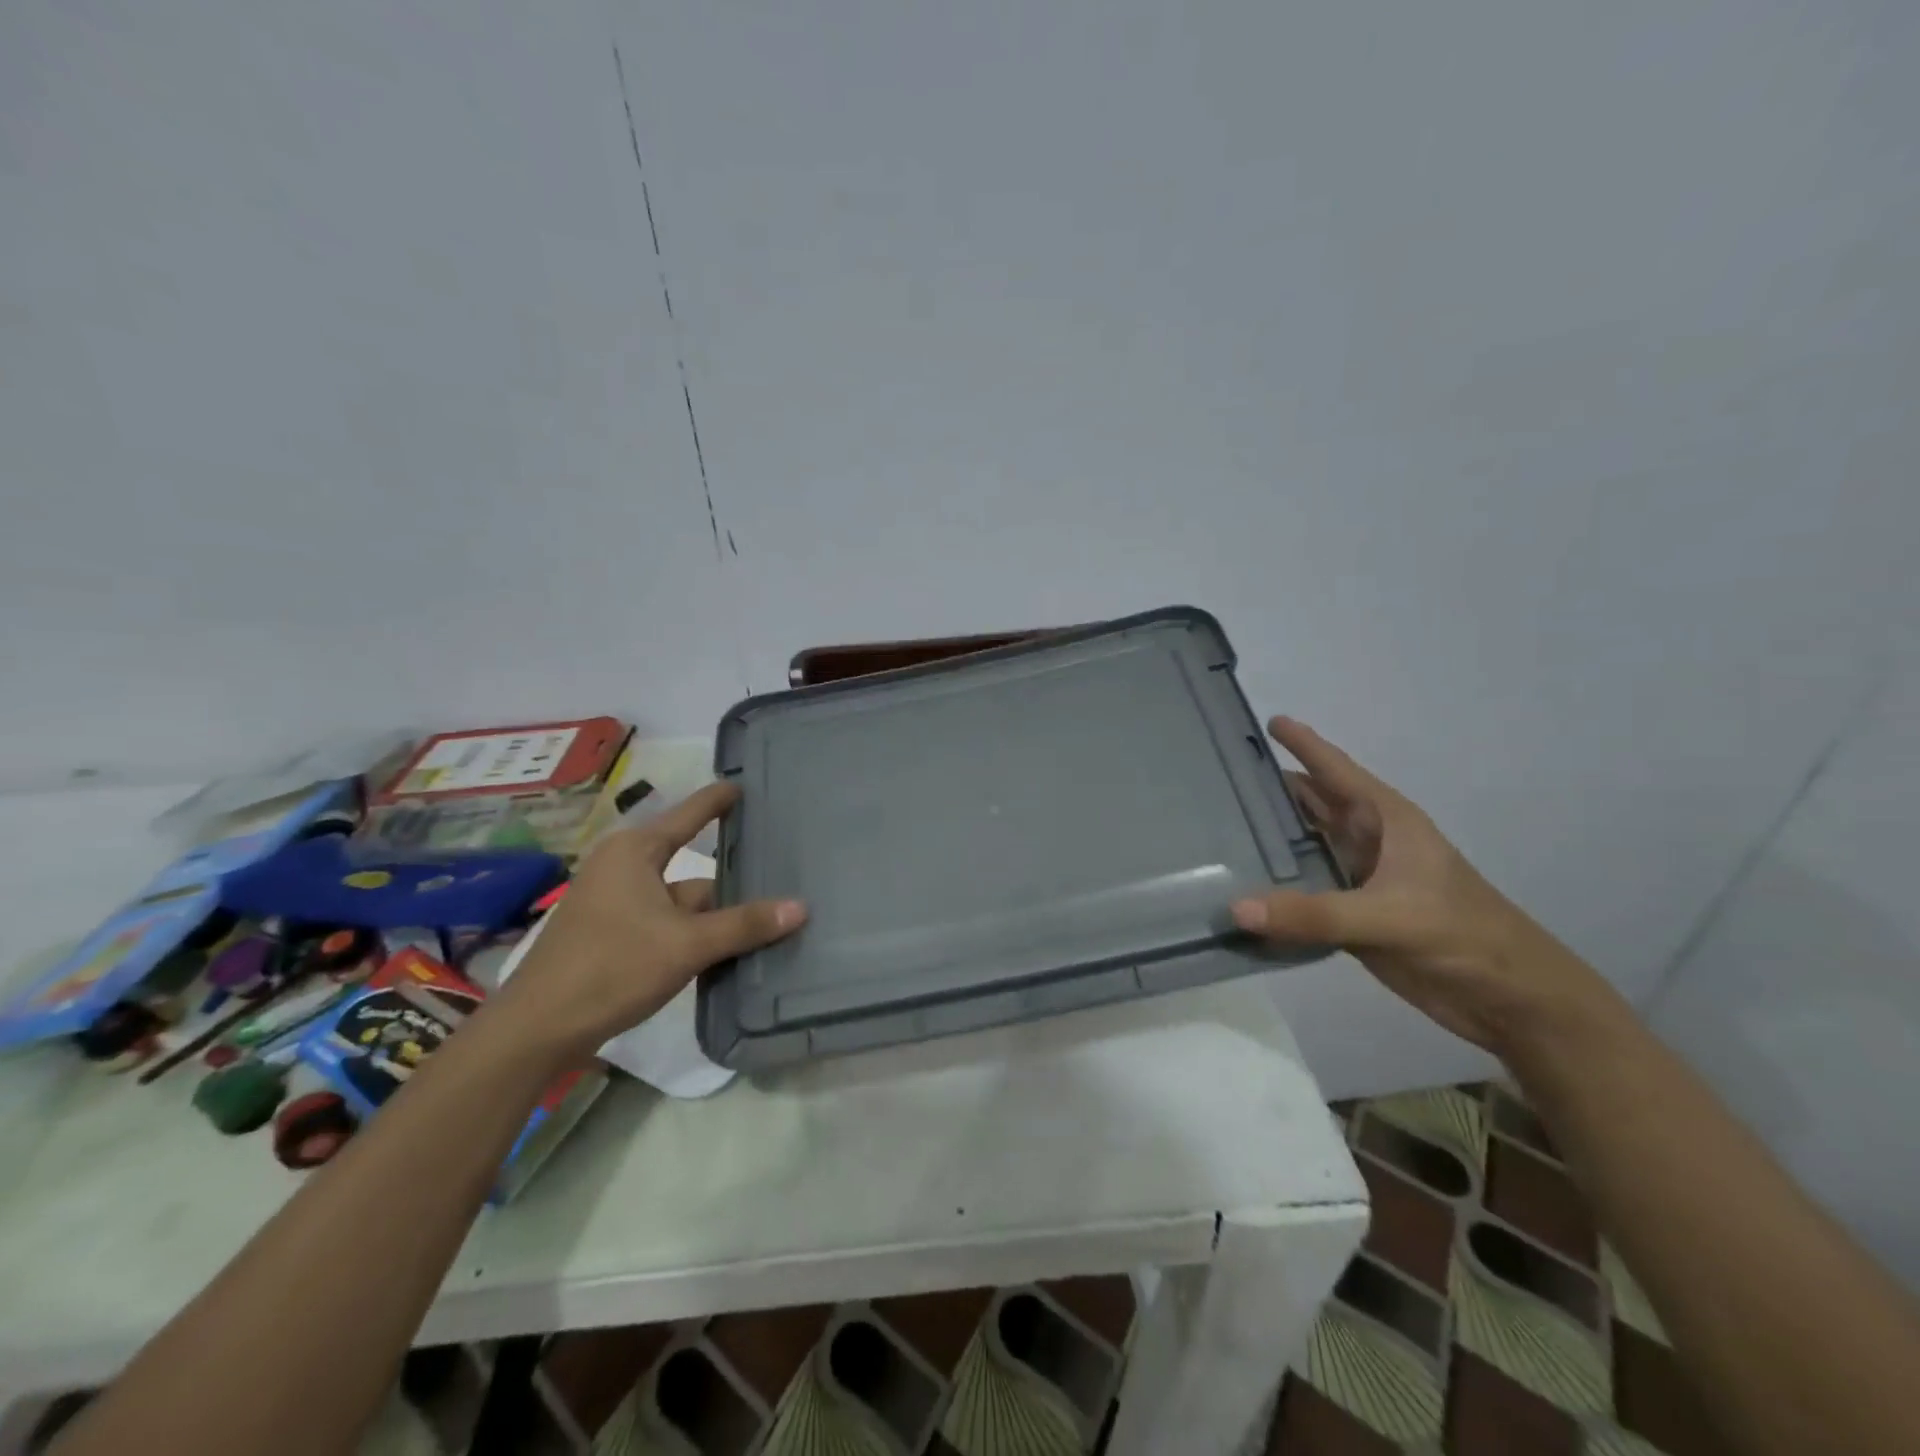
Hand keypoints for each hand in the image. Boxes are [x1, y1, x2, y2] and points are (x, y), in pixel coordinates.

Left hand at [486, 782, 804, 1061]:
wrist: (537, 1030)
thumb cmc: (611, 967)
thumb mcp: (686, 945)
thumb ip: (744, 925)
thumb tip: (801, 907)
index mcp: (636, 852)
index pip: (690, 815)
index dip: (719, 800)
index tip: (745, 786)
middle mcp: (624, 868)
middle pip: (693, 866)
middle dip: (732, 882)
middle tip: (781, 876)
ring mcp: (616, 903)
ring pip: (681, 901)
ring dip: (716, 916)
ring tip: (767, 923)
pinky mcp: (612, 934)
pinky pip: (667, 922)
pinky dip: (694, 934)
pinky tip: (727, 950)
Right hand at [1232, 717, 1618, 1054]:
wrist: (1510, 1000)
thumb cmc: (1462, 936)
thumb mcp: (1390, 917)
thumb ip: (1314, 914)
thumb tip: (1236, 908)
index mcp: (1385, 821)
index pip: (1335, 770)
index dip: (1303, 743)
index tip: (1265, 720)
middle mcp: (1366, 841)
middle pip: (1310, 805)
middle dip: (1269, 791)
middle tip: (1214, 780)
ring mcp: (1356, 879)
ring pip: (1301, 849)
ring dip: (1266, 842)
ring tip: (1213, 830)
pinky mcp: (1349, 916)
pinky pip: (1299, 893)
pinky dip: (1270, 889)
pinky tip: (1235, 889)